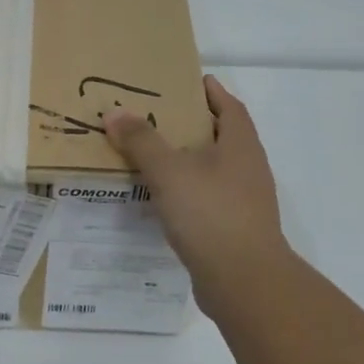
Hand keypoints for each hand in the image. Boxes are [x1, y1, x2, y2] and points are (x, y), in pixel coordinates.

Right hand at [104, 75, 288, 291]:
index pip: (230, 107)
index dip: (212, 92)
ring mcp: (245, 200)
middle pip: (222, 136)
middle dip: (194, 124)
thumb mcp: (169, 171)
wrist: (244, 281)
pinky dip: (188, 190)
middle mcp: (248, 168)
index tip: (189, 81)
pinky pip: (209, 197)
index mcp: (240, 145)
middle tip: (158, 115)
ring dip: (189, 159)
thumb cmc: (210, 214)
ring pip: (215, 169)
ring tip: (153, 154)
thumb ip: (141, 141)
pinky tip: (164, 198)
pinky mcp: (235, 228)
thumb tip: (115, 112)